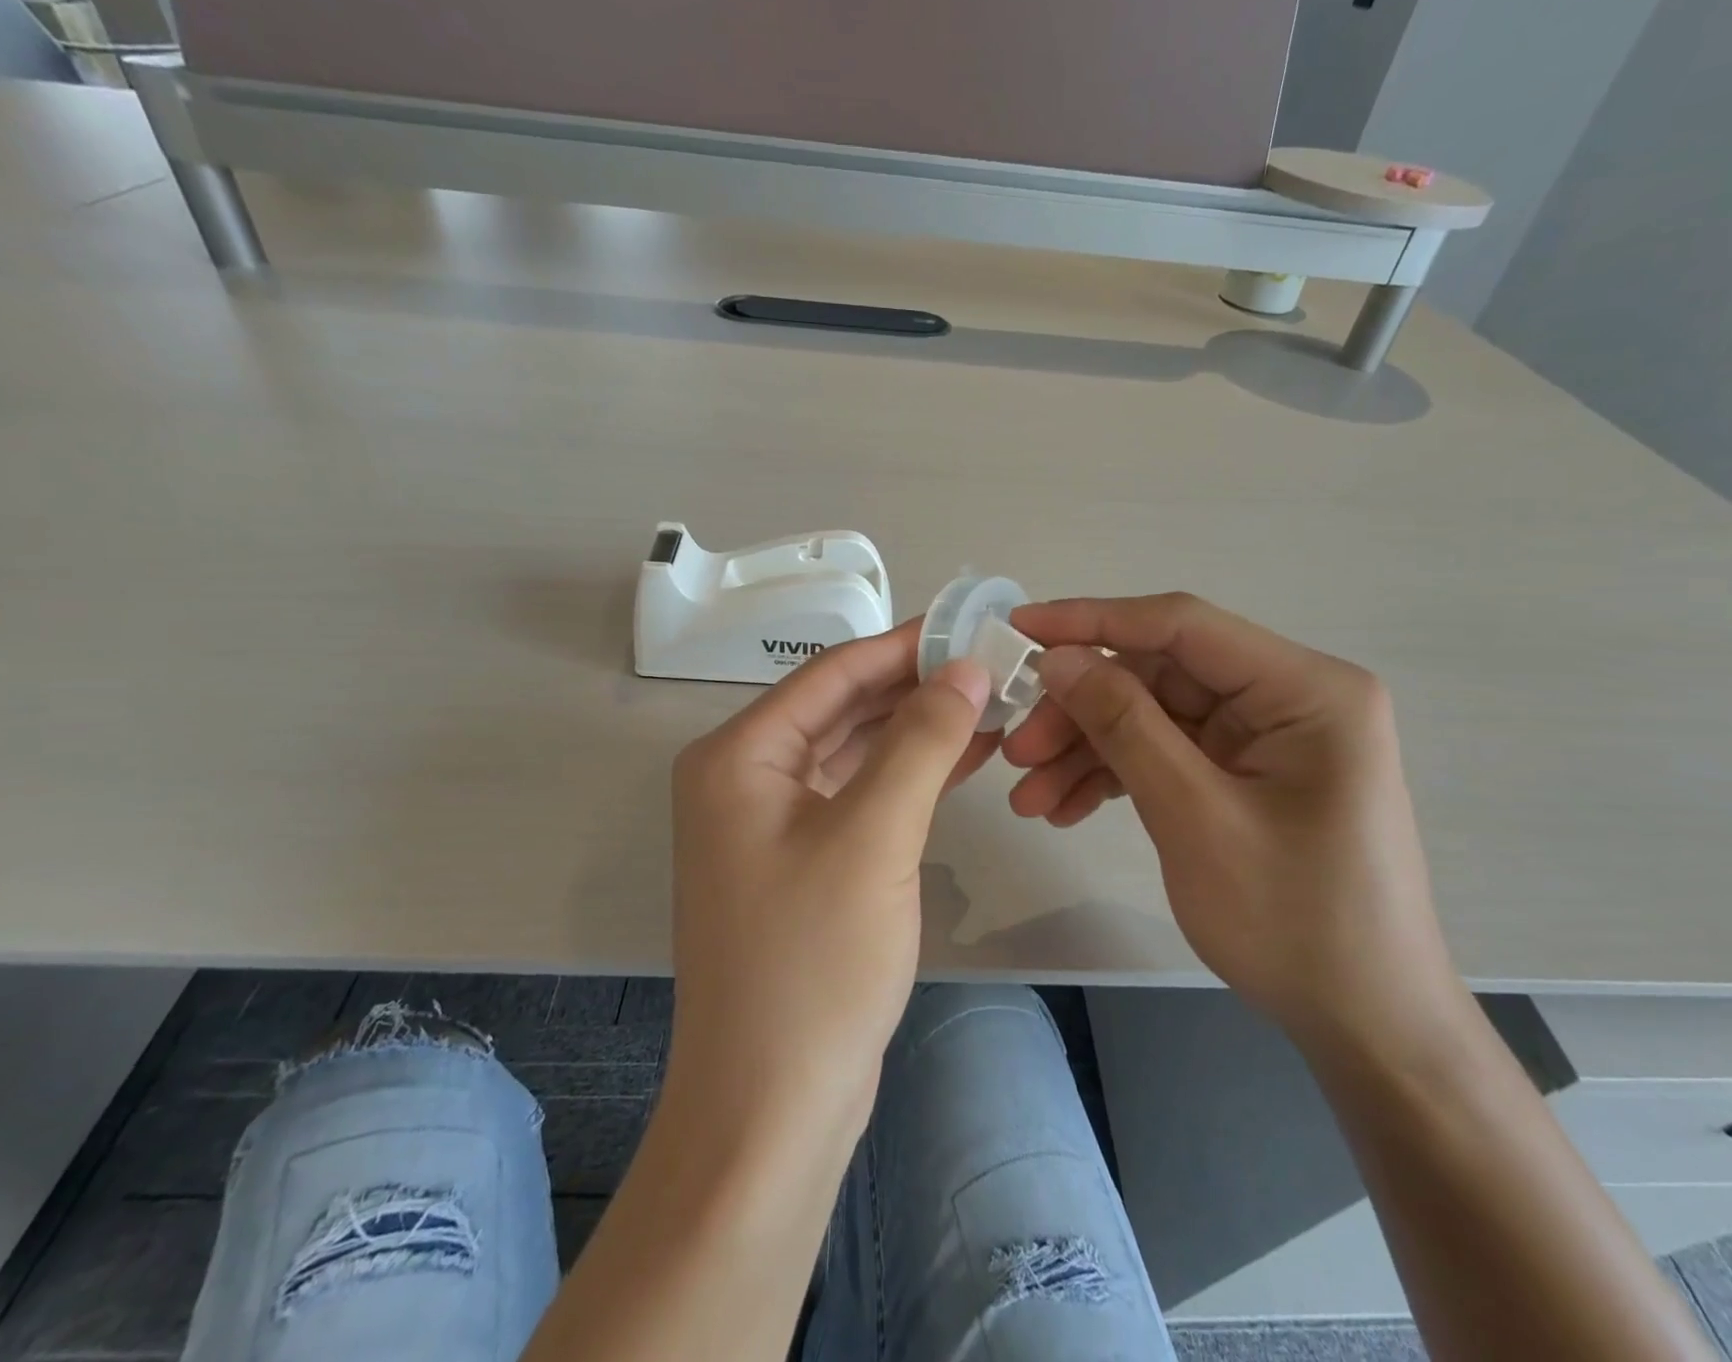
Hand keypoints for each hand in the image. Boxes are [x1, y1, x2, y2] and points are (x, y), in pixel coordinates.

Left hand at [667, 621, 995, 1133]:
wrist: (772, 1107)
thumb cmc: (813, 963)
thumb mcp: (875, 836)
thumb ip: (921, 741)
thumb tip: (964, 667)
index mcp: (739, 755)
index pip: (832, 674)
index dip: (904, 645)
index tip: (970, 624)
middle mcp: (744, 777)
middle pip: (842, 707)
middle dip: (916, 686)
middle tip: (992, 664)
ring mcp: (770, 821)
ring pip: (854, 750)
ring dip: (917, 729)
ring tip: (990, 704)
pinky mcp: (800, 859)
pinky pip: (857, 793)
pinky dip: (906, 775)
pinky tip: (962, 758)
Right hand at [1002, 594, 1462, 1043]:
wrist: (1364, 1025)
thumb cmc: (1295, 921)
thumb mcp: (1195, 817)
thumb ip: (1124, 725)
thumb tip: (1057, 659)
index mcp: (1305, 689)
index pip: (1181, 626)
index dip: (1092, 620)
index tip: (1019, 628)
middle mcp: (1287, 699)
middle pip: (1157, 677)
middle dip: (1080, 712)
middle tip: (1015, 751)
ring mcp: (1265, 739)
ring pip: (1152, 718)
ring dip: (1086, 751)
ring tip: (1029, 798)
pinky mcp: (1244, 775)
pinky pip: (1166, 755)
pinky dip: (1114, 776)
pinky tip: (1066, 809)